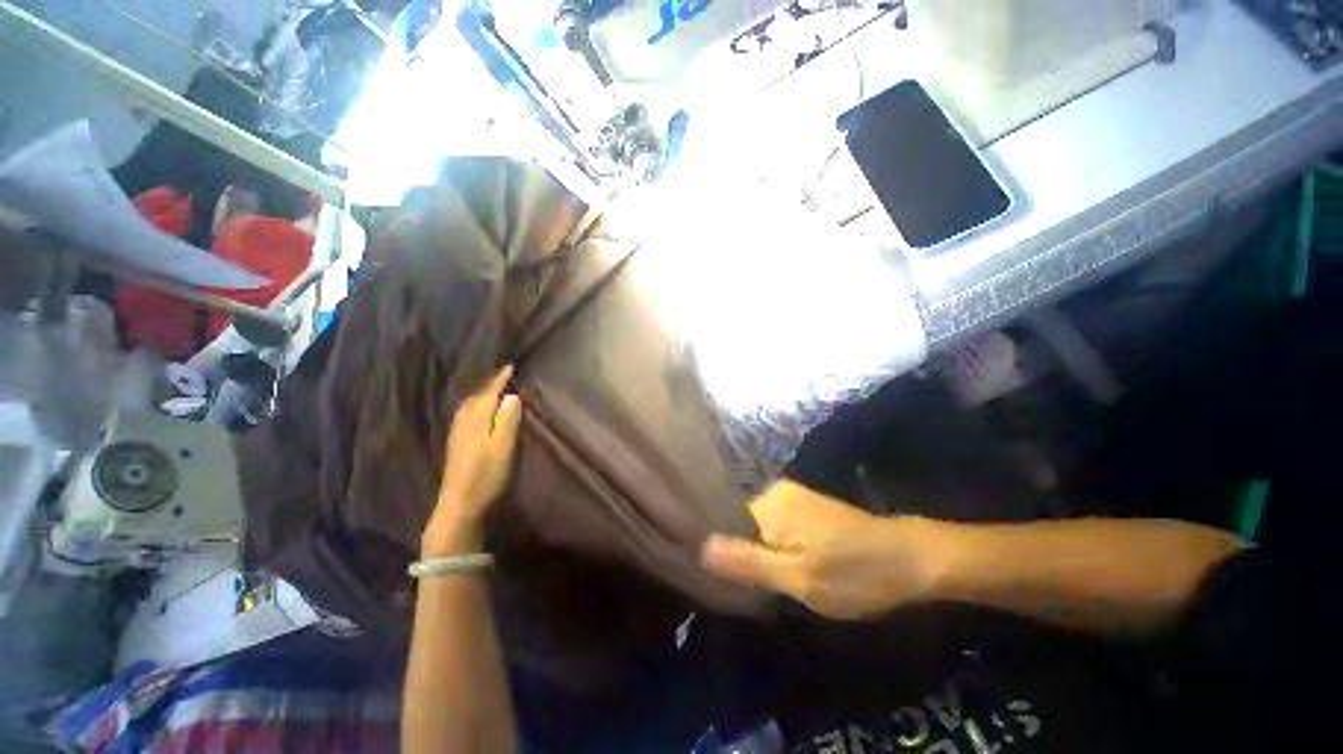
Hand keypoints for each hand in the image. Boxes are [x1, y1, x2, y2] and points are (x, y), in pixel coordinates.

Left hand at [424, 366, 522, 553]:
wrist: (459, 504)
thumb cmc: (486, 474)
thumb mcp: (503, 446)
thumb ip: (507, 419)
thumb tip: (511, 395)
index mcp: (476, 419)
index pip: (489, 392)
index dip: (500, 379)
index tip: (510, 366)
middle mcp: (463, 422)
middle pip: (476, 396)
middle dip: (489, 384)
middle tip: (503, 376)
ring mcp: (457, 434)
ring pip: (469, 406)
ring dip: (481, 395)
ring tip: (493, 390)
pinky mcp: (456, 445)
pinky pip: (466, 415)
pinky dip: (475, 407)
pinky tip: (479, 413)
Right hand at [701, 481, 943, 619]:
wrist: (910, 557)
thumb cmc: (854, 572)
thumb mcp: (799, 578)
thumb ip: (749, 562)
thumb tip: (701, 547)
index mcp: (768, 503)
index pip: (725, 524)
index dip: (726, 553)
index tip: (732, 583)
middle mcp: (775, 492)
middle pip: (742, 526)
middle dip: (746, 555)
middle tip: (762, 589)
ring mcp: (792, 496)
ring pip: (760, 529)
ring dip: (763, 553)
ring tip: (778, 581)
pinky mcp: (807, 506)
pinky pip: (777, 527)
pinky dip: (778, 547)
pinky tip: (793, 566)